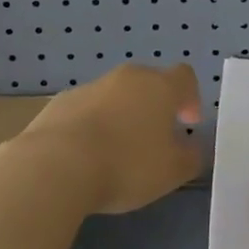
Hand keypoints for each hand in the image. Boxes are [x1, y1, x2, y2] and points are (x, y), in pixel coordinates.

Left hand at [19, 63, 203, 214]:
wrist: (56, 165)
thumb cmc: (126, 164)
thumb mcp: (172, 171)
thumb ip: (190, 157)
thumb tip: (193, 147)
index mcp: (159, 86)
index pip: (184, 77)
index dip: (190, 98)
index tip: (188, 123)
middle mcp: (126, 78)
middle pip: (148, 83)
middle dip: (154, 107)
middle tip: (154, 141)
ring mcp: (90, 87)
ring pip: (115, 97)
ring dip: (121, 117)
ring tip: (116, 154)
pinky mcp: (60, 103)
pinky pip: (86, 111)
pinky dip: (91, 127)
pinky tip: (85, 157)